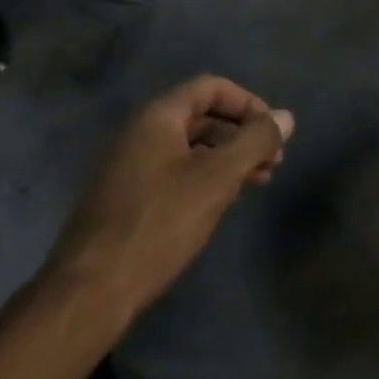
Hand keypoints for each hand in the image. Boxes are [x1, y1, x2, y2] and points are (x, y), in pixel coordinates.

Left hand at [43, 75, 294, 315]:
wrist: (91, 290)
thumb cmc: (159, 224)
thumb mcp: (217, 179)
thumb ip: (255, 142)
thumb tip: (287, 116)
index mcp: (157, 117)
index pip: (211, 88)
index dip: (248, 103)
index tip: (274, 132)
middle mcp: (140, 132)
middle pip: (201, 115)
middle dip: (242, 132)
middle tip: (275, 160)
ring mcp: (130, 165)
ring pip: (190, 146)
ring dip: (228, 156)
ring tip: (260, 180)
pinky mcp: (127, 196)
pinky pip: (175, 170)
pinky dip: (206, 176)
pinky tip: (225, 200)